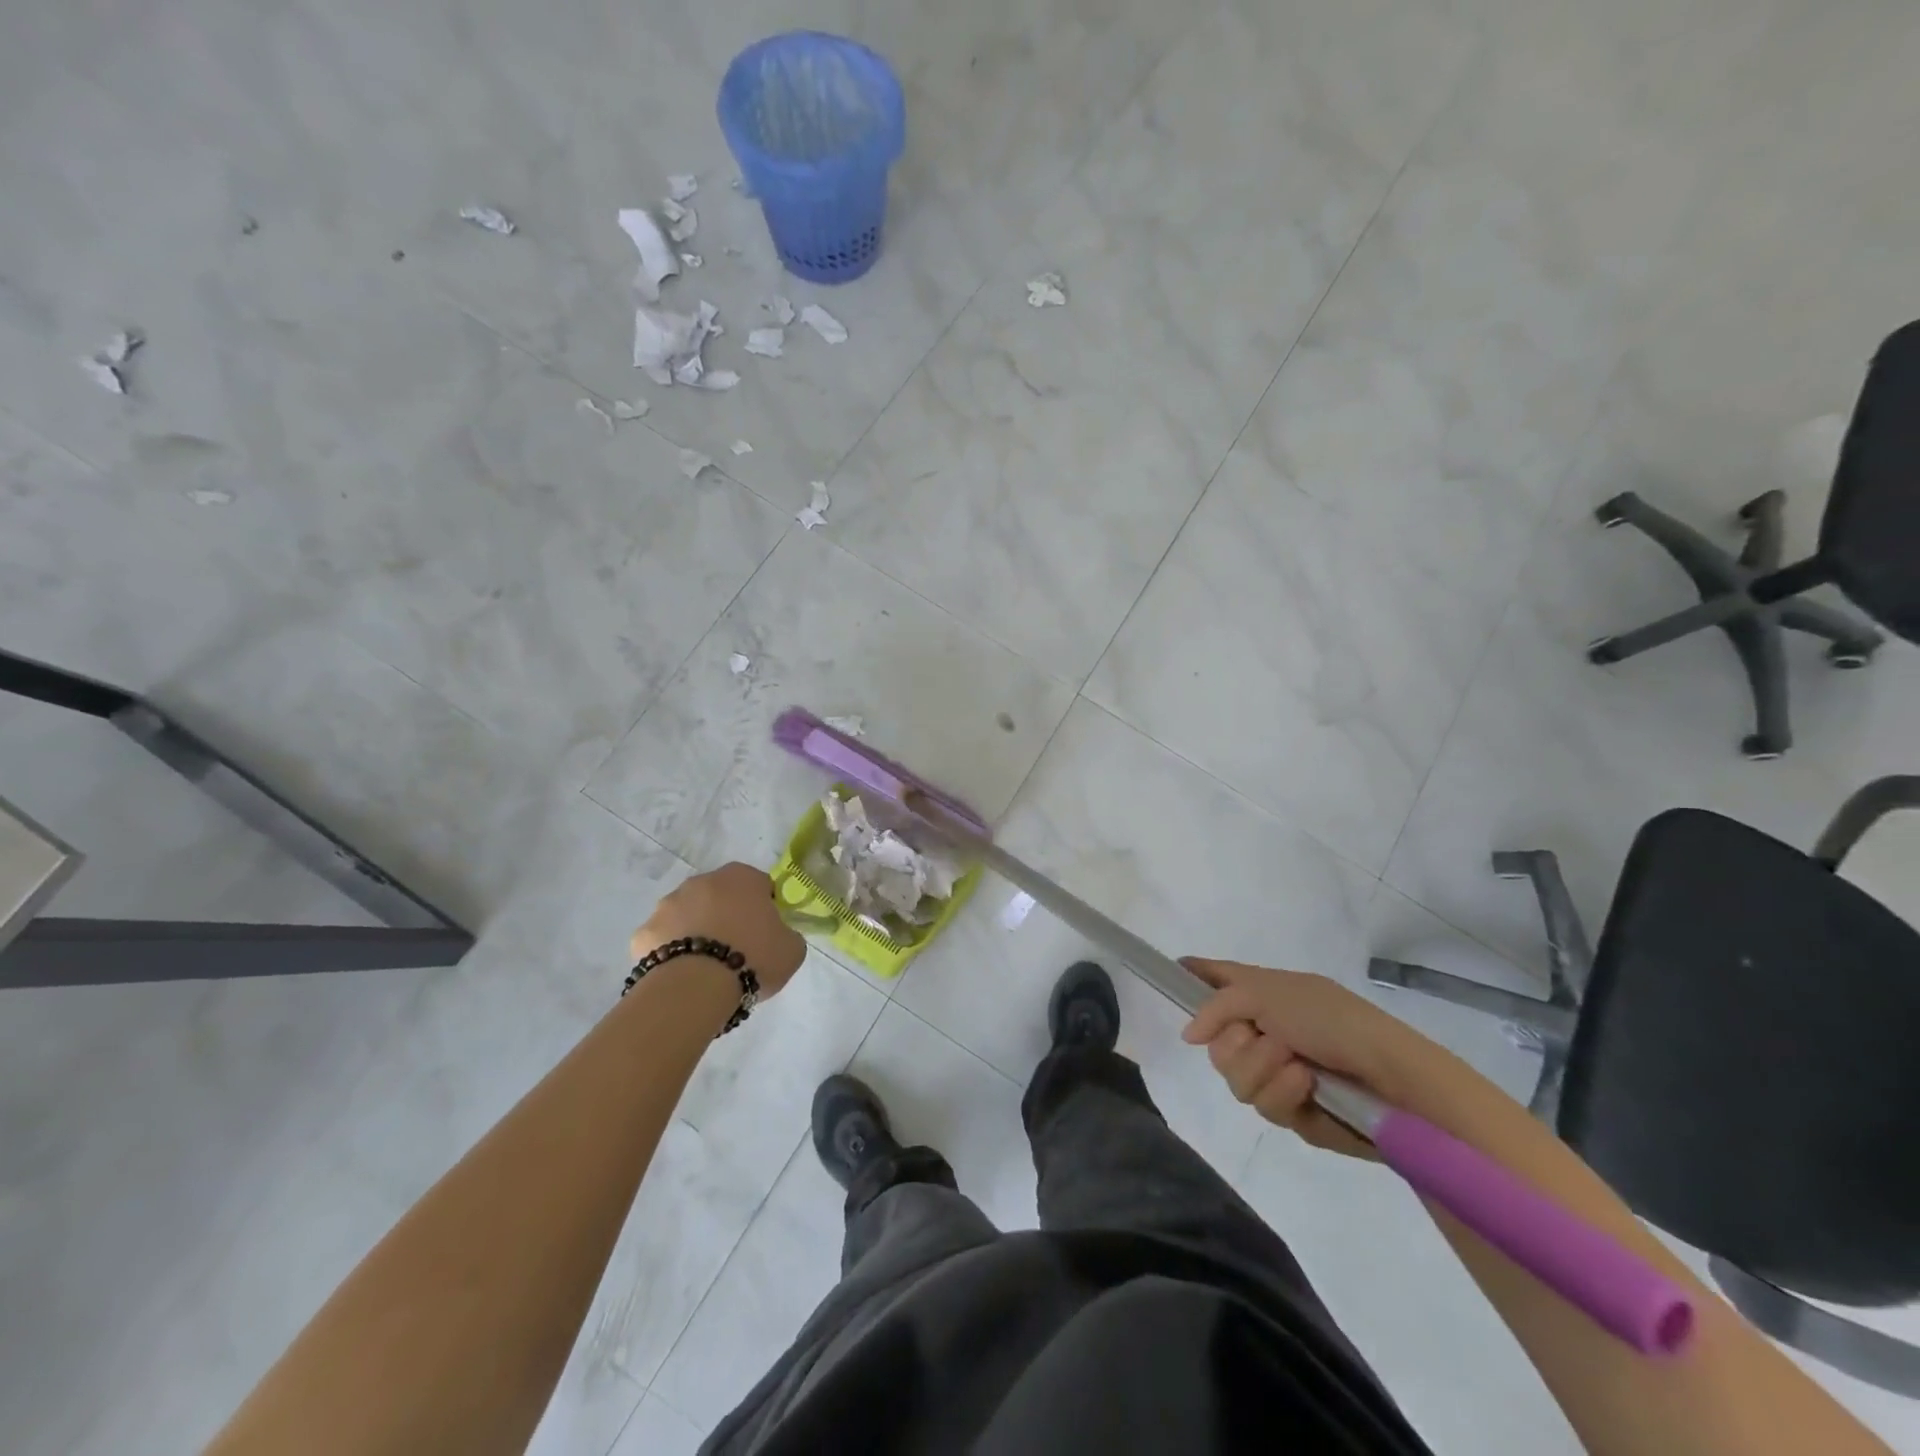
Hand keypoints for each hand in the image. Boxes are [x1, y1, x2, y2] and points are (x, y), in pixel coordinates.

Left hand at [631, 863, 806, 999]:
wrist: (696, 988)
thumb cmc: (753, 958)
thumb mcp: (792, 949)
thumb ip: (787, 934)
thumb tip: (777, 935)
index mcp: (742, 877)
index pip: (760, 885)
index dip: (765, 908)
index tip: (767, 933)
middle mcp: (702, 881)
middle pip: (720, 896)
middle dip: (727, 916)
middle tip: (738, 950)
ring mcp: (668, 904)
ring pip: (688, 915)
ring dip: (697, 930)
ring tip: (707, 967)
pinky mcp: (643, 932)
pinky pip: (663, 939)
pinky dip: (671, 952)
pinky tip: (682, 975)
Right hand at [1180, 959, 1439, 1158]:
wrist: (1391, 1077)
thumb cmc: (1331, 1020)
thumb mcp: (1267, 993)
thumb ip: (1217, 1005)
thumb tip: (1189, 1034)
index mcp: (1262, 993)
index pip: (1216, 978)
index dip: (1193, 976)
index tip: (1172, 973)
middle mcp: (1264, 1029)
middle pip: (1214, 1041)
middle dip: (1233, 1042)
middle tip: (1260, 1037)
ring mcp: (1276, 1071)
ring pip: (1232, 1076)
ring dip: (1261, 1067)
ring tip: (1295, 1064)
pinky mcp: (1291, 1109)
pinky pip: (1261, 1105)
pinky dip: (1282, 1092)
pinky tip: (1306, 1086)